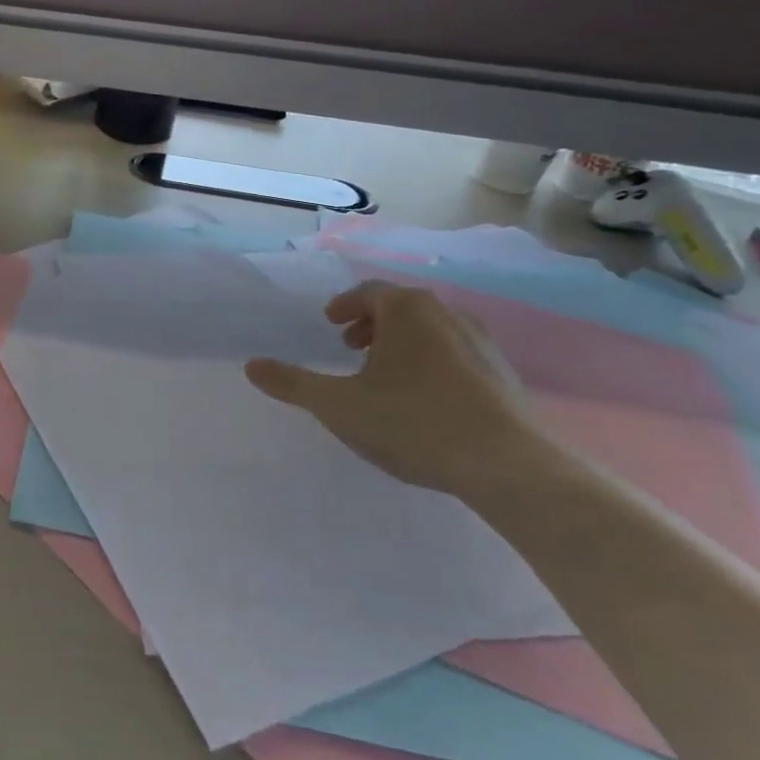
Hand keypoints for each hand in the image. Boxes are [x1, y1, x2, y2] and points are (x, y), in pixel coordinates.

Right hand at [245, 280, 540, 498]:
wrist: (508, 466)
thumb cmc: (412, 422)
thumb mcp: (337, 405)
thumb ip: (292, 383)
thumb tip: (251, 365)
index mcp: (405, 311)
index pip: (368, 293)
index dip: (345, 306)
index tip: (331, 323)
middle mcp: (446, 315)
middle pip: (401, 307)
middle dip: (372, 324)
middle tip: (351, 346)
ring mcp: (481, 344)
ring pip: (431, 331)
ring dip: (403, 343)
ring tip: (385, 374)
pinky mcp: (504, 376)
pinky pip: (457, 355)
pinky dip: (432, 363)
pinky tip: (425, 400)